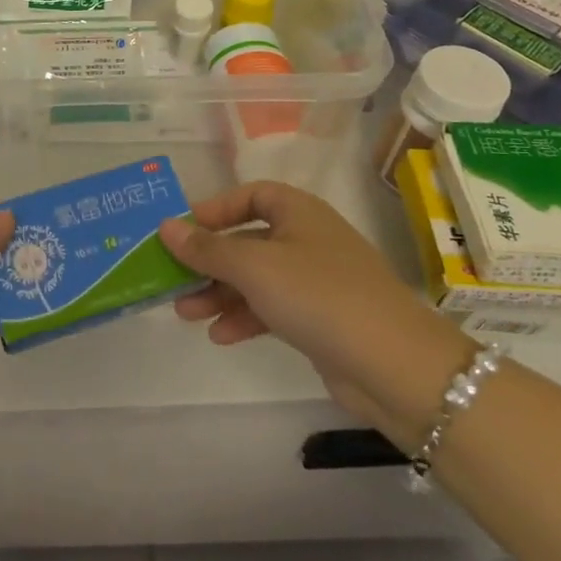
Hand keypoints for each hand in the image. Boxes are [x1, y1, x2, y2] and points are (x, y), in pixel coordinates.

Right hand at [159, 182, 471, 443]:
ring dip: (220, 293)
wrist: (395, 365)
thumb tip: (165, 226)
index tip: (183, 230)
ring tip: (185, 313)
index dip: (215, 209)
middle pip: (247, 240)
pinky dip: (245, 317)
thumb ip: (206, 248)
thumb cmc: (318, 295)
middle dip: (208, 260)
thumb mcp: (253, 266)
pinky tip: (219, 336)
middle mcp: (307, 239)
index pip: (251, 195)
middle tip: (172, 279)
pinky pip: (272, 308)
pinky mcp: (321, 319)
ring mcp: (316, 281)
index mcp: (299, 212)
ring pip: (256, 278)